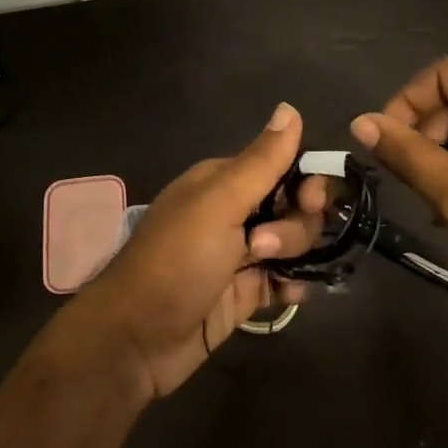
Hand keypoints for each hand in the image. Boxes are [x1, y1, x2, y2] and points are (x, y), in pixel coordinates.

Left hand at [73, 103, 321, 399]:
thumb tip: (290, 107)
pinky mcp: (246, 293)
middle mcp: (235, 213)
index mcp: (224, 182)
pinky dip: (293, 284)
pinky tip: (288, 295)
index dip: (306, 183)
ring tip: (265, 275)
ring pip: (294, 244)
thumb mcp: (219, 204)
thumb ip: (261, 161)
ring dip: (293, 255)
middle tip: (264, 247)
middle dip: (295, 227)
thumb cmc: (176, 262)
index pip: (284, 167)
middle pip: (295, 207)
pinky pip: (286, 279)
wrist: (137, 340)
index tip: (310, 201)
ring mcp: (241, 255)